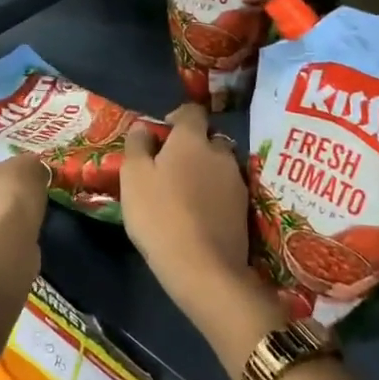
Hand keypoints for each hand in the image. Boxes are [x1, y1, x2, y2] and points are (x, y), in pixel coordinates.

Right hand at [121, 105, 284, 370]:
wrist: (203, 268)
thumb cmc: (160, 215)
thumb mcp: (133, 178)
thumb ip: (137, 146)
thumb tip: (143, 127)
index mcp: (192, 139)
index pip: (191, 111)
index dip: (177, 117)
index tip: (162, 134)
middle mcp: (220, 153)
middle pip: (208, 139)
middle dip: (192, 147)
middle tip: (170, 167)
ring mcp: (236, 182)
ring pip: (219, 166)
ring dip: (205, 172)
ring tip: (184, 194)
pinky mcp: (245, 209)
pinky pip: (226, 191)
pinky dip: (213, 195)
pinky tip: (198, 215)